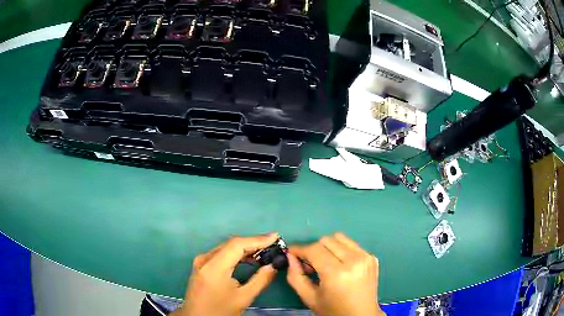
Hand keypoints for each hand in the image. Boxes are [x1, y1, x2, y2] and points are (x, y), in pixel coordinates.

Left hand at [171, 233, 278, 315]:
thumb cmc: (220, 311)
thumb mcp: (243, 298)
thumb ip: (260, 280)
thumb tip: (274, 265)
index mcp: (214, 267)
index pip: (237, 245)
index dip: (257, 239)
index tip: (275, 236)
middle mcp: (205, 259)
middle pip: (231, 244)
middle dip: (253, 242)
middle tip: (273, 244)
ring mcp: (201, 261)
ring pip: (226, 248)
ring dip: (245, 248)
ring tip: (265, 250)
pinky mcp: (202, 265)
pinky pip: (221, 254)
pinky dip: (236, 254)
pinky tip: (248, 258)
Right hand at [286, 233, 384, 315]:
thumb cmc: (333, 310)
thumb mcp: (309, 298)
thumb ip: (296, 276)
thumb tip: (290, 256)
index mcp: (337, 273)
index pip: (314, 249)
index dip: (299, 249)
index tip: (291, 253)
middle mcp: (354, 260)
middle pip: (326, 240)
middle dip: (313, 249)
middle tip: (310, 264)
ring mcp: (365, 257)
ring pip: (339, 238)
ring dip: (328, 247)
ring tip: (325, 263)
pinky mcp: (372, 257)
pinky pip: (351, 244)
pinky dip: (341, 250)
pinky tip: (340, 265)